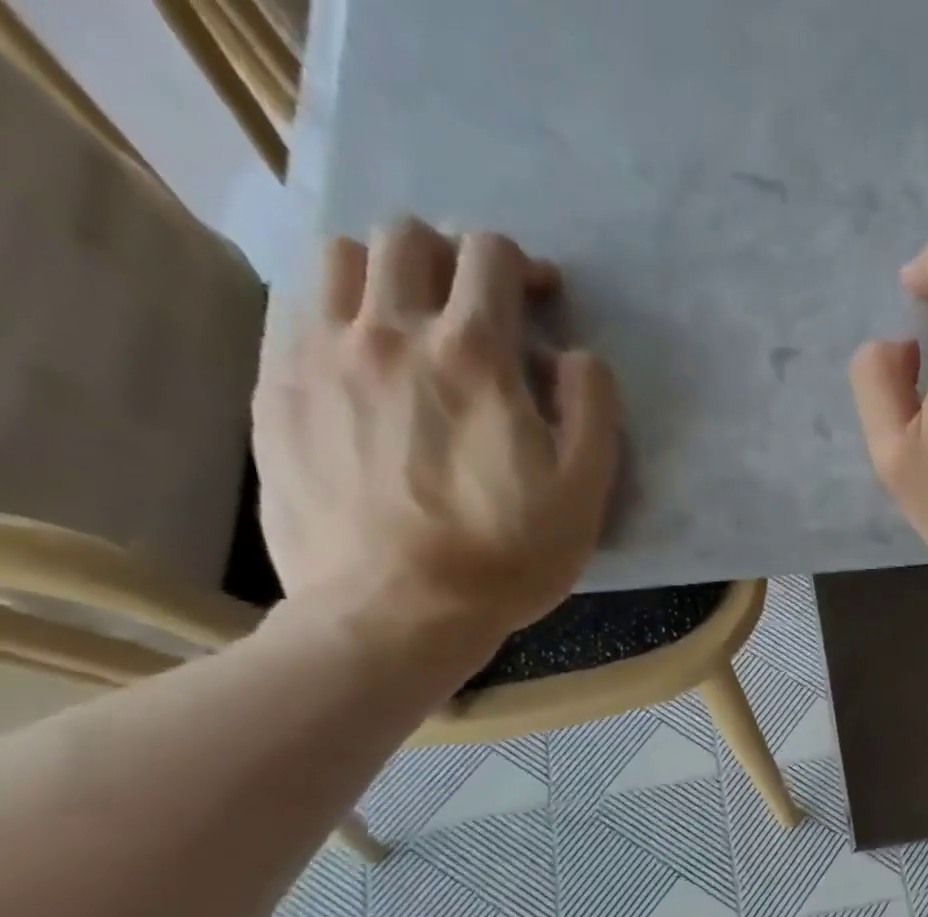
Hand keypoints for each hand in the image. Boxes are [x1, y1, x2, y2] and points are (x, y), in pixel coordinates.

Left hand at [253, 219, 620, 659]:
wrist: (394, 611)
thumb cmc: (506, 557)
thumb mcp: (585, 493)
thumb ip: (593, 410)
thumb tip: (575, 356)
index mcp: (474, 357)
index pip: (491, 258)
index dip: (524, 267)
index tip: (540, 299)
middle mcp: (389, 332)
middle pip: (409, 239)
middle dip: (453, 258)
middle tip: (476, 307)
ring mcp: (320, 354)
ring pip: (341, 257)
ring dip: (386, 272)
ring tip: (410, 321)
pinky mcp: (278, 387)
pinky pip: (296, 305)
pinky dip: (337, 307)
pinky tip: (363, 354)